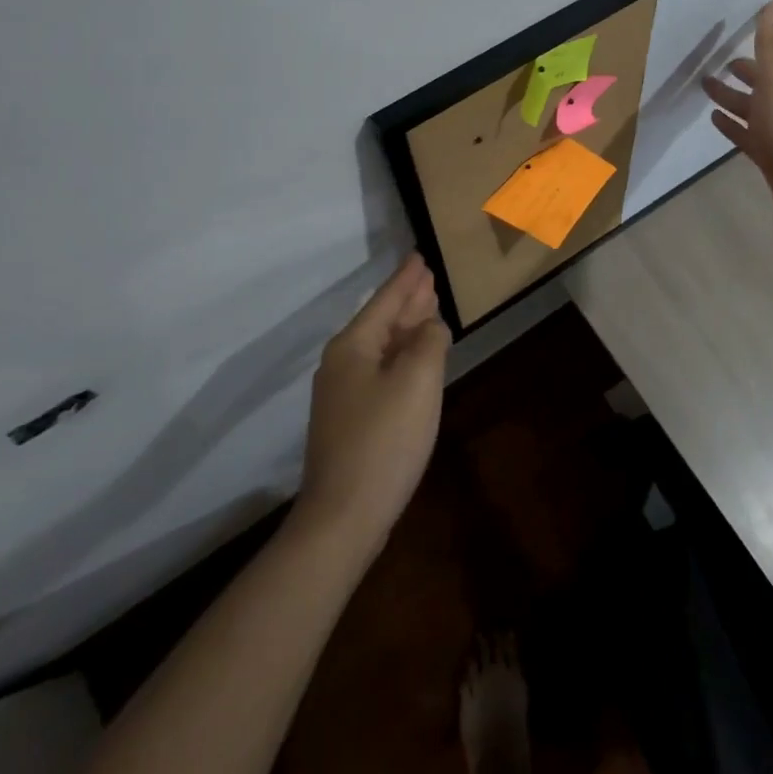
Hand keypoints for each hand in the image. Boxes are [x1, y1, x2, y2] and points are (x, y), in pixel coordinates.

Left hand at [294, 252, 450, 560]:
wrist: (343, 518)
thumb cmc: (384, 440)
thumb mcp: (417, 381)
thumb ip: (428, 342)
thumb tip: (430, 326)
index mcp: (353, 346)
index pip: (385, 300)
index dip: (406, 279)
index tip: (420, 256)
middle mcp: (342, 364)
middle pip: (381, 321)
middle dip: (407, 300)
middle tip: (429, 278)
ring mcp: (342, 396)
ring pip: (381, 348)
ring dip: (406, 328)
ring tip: (428, 309)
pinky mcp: (350, 422)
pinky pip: (381, 372)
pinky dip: (401, 357)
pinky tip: (415, 361)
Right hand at [701, 0, 772, 245]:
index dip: (761, 43)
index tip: (736, 34)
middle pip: (765, 81)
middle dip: (744, 71)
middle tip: (715, 64)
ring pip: (754, 108)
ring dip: (733, 97)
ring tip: (706, 88)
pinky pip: (748, 135)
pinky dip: (733, 125)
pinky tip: (715, 121)